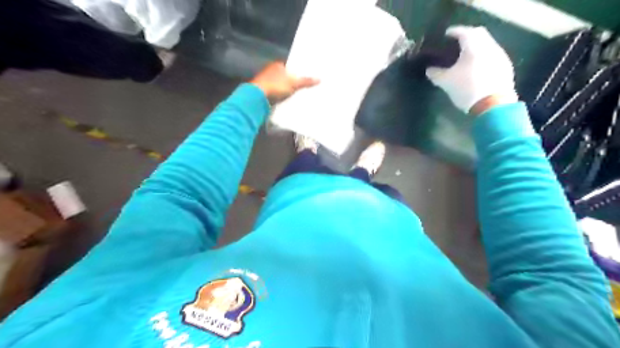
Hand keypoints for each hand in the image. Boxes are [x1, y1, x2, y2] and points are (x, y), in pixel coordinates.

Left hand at [250, 61, 319, 103]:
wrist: (257, 96)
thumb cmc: (275, 85)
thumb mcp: (293, 83)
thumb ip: (305, 81)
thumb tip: (319, 79)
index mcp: (278, 65)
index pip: (291, 66)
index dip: (298, 71)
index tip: (306, 76)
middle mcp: (271, 71)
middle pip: (286, 76)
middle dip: (293, 81)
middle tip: (305, 86)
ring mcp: (267, 81)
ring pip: (281, 85)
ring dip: (287, 89)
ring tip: (298, 94)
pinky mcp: (265, 92)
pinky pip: (277, 93)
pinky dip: (282, 96)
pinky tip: (288, 99)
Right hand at [426, 26, 518, 115]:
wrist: (493, 104)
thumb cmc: (467, 89)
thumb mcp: (446, 82)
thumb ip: (436, 74)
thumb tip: (429, 69)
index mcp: (474, 46)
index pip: (463, 32)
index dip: (453, 32)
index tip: (446, 35)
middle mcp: (489, 46)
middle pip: (478, 34)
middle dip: (467, 36)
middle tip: (456, 43)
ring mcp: (500, 55)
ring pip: (486, 44)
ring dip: (476, 47)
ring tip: (466, 56)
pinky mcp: (505, 66)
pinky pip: (492, 55)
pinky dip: (483, 56)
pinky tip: (477, 67)